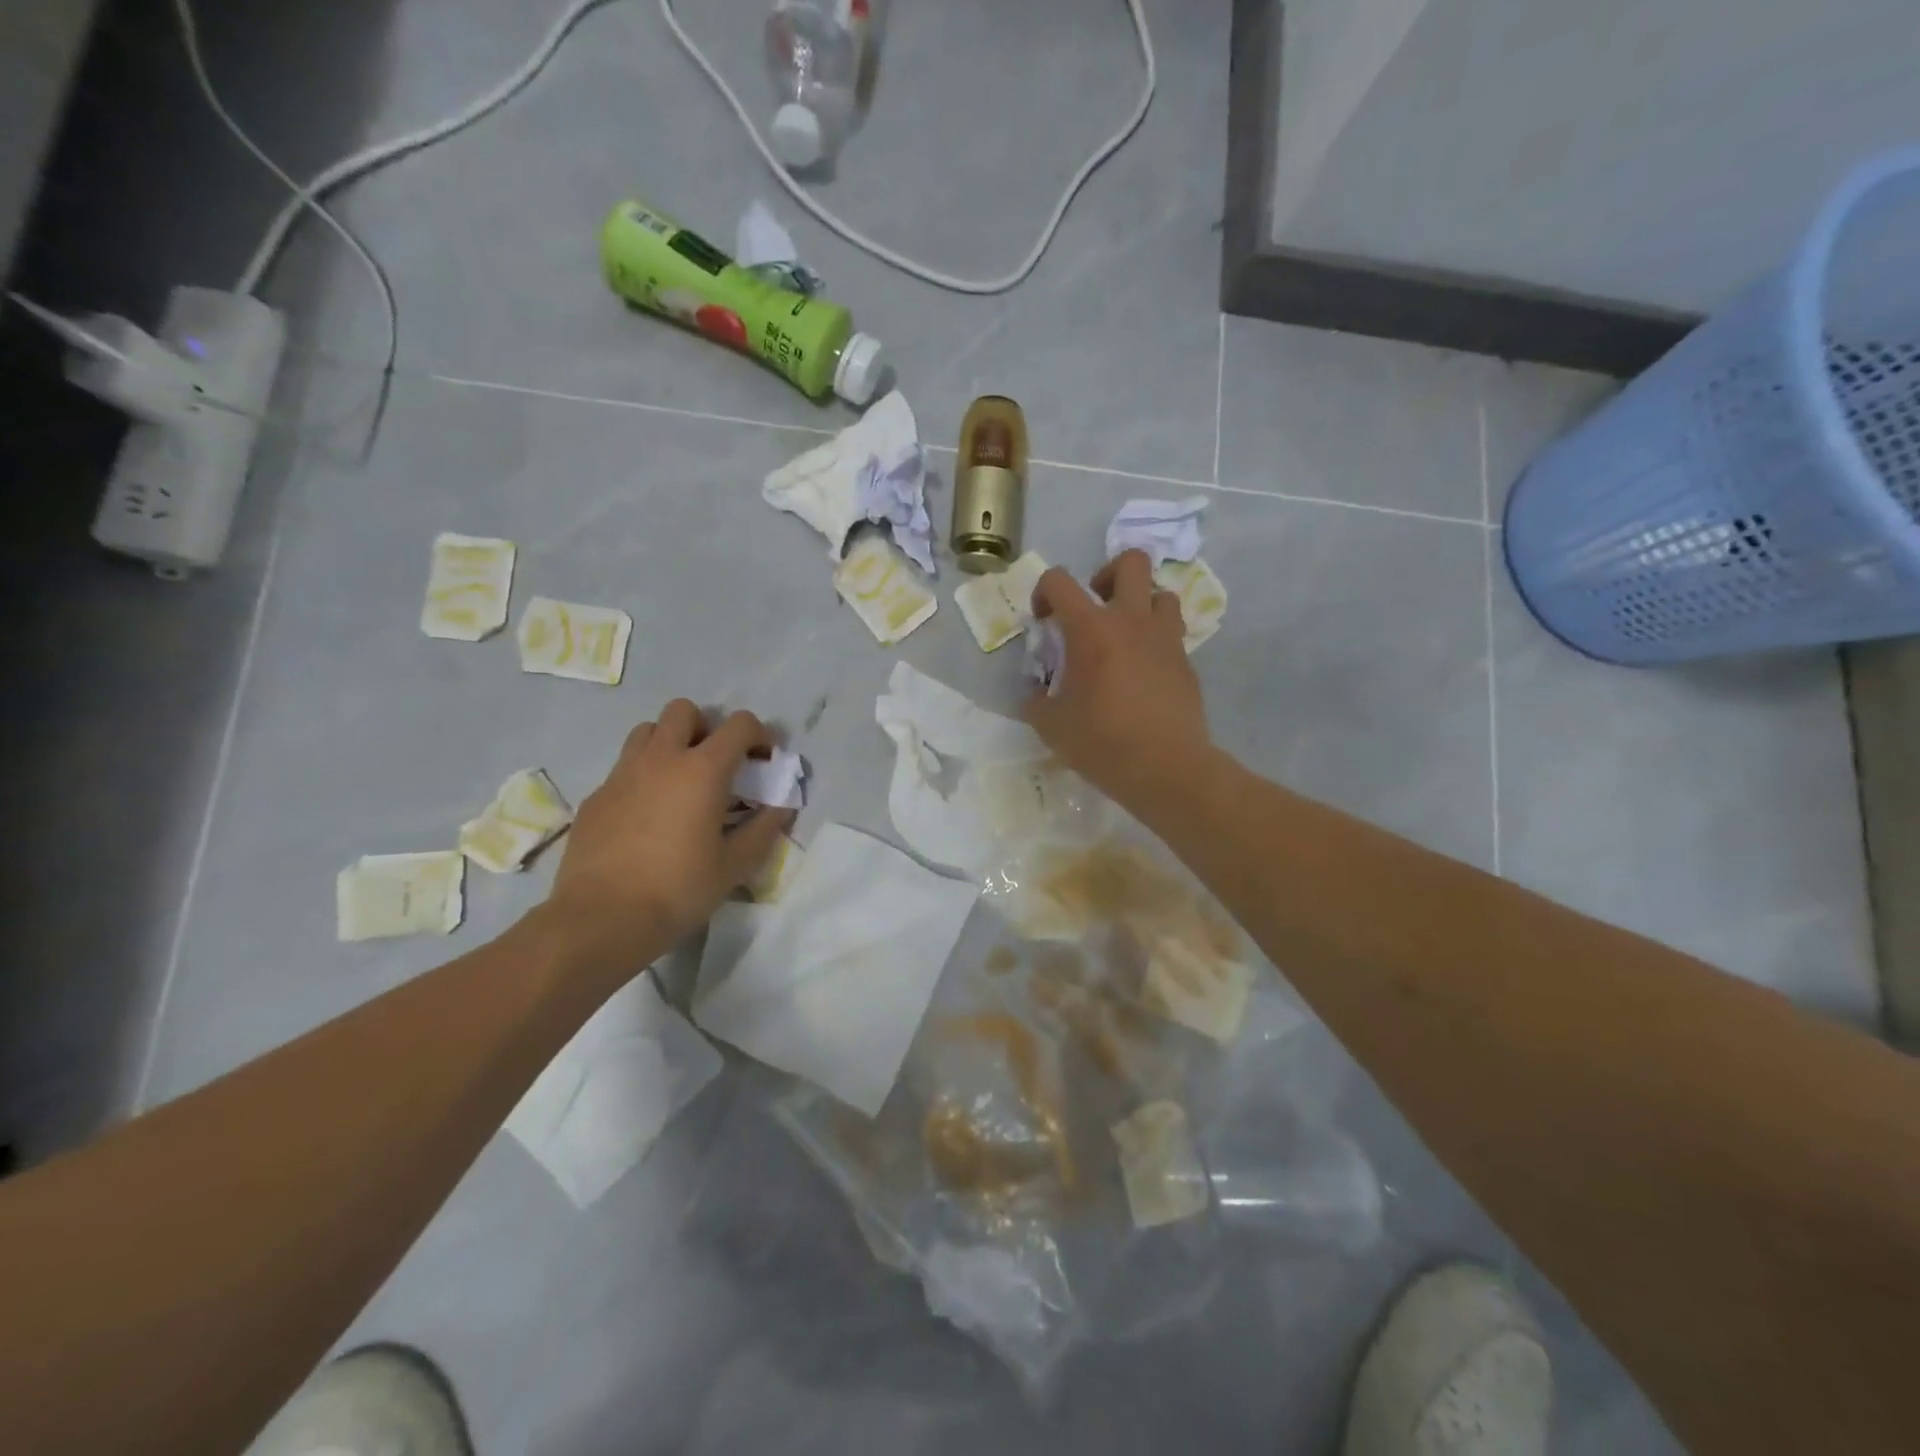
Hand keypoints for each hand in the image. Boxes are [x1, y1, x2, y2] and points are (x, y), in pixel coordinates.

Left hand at [541, 700, 793, 977]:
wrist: (601, 919)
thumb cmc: (679, 890)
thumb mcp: (735, 865)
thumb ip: (763, 828)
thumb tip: (782, 806)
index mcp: (703, 770)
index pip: (739, 724)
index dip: (759, 735)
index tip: (764, 761)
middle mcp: (661, 759)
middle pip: (684, 710)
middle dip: (706, 727)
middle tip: (716, 764)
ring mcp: (622, 774)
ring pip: (647, 731)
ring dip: (669, 743)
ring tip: (679, 781)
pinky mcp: (596, 796)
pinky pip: (624, 767)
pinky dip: (643, 776)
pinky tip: (647, 815)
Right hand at [1025, 550, 1212, 820]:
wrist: (1165, 768)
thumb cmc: (1101, 742)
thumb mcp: (1050, 726)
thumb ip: (1036, 701)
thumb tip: (1036, 695)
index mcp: (1091, 629)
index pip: (1060, 580)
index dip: (1044, 592)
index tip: (1044, 621)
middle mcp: (1132, 621)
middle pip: (1130, 562)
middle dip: (1108, 573)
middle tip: (1095, 606)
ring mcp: (1165, 639)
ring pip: (1162, 594)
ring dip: (1141, 605)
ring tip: (1126, 636)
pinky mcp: (1187, 662)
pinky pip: (1172, 634)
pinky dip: (1156, 641)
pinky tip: (1144, 673)